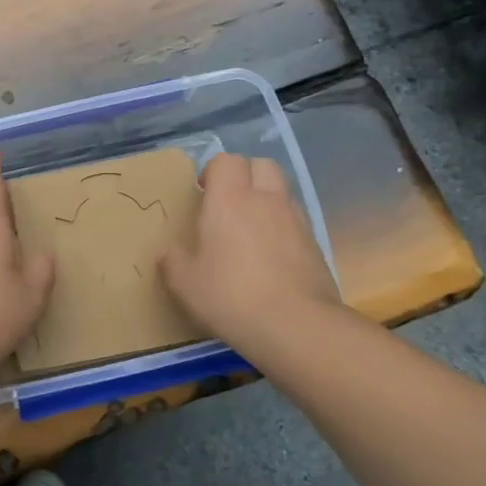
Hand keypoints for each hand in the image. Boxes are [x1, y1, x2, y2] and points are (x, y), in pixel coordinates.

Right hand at [160, 153, 339, 352]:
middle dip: (245, 175)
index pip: (226, 161)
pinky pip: (296, 222)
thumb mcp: (185, 283)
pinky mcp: (315, 245)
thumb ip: (173, 261)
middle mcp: (266, 201)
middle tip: (228, 203)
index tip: (202, 193)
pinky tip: (271, 257)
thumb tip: (169, 254)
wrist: (295, 325)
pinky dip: (283, 228)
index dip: (213, 171)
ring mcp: (296, 221)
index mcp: (230, 200)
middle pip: (262, 165)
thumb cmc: (230, 295)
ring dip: (266, 200)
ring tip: (250, 230)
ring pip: (282, 192)